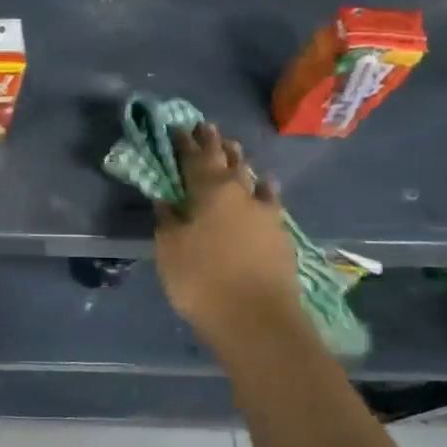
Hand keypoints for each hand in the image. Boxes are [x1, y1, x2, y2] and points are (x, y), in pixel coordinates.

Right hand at [153, 124, 298, 333]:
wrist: (256, 319)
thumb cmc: (201, 279)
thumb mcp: (170, 249)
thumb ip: (168, 220)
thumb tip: (167, 201)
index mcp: (210, 191)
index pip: (194, 158)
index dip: (184, 142)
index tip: (177, 126)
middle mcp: (241, 193)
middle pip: (227, 161)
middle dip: (215, 144)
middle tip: (207, 127)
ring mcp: (266, 213)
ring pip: (251, 177)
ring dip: (240, 161)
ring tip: (234, 148)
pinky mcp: (280, 234)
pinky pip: (270, 199)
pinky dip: (264, 188)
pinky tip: (266, 184)